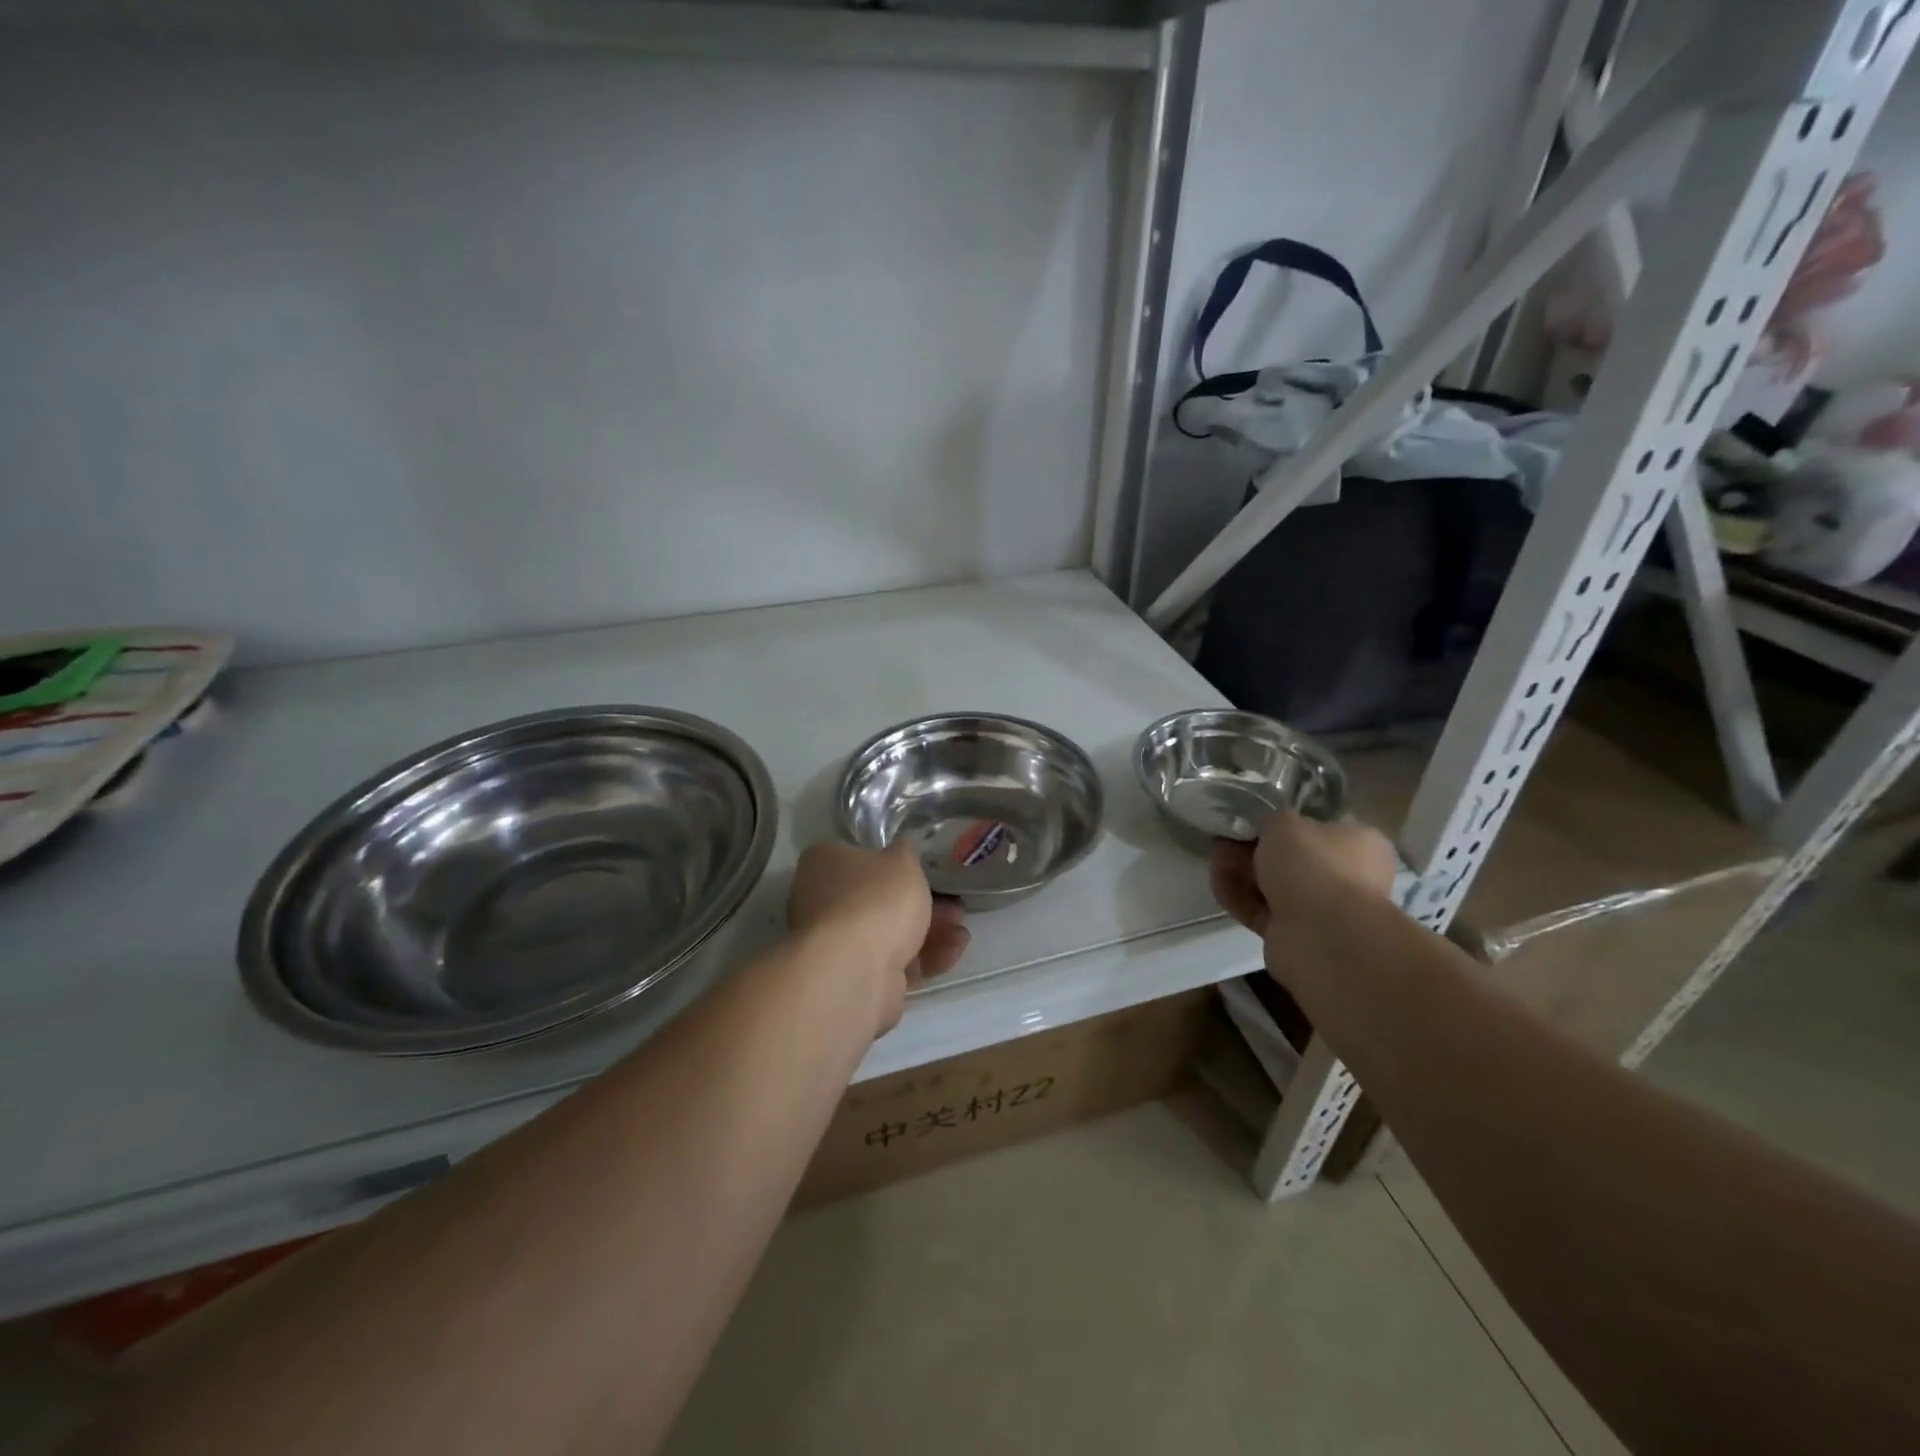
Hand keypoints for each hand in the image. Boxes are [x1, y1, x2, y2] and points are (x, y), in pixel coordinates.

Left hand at [788, 841, 970, 1032]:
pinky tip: (954, 951)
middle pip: (878, 898)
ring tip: (961, 931)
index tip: (924, 870)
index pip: (857, 856)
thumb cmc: (876, 900)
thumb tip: (901, 846)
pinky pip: (894, 961)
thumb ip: (905, 851)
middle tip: (954, 905)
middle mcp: (822, 902)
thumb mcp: (902, 861)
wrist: (855, 972)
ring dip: (930, 931)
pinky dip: (924, 957)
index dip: (893, 863)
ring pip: (889, 932)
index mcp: (823, 864)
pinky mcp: (854, 977)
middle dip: (921, 903)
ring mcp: (836, 943)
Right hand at [1210, 811, 1397, 937]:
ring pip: (1270, 884)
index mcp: (1357, 844)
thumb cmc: (1312, 865)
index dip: (1278, 824)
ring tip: (1215, 862)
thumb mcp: (1285, 823)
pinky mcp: (1292, 933)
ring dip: (1239, 872)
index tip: (1248, 821)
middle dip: (1249, 849)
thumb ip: (1271, 820)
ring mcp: (1318, 908)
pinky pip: (1259, 909)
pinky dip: (1238, 897)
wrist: (1321, 935)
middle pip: (1287, 858)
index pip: (1315, 828)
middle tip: (1222, 841)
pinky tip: (1217, 885)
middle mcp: (1343, 876)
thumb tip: (1264, 828)